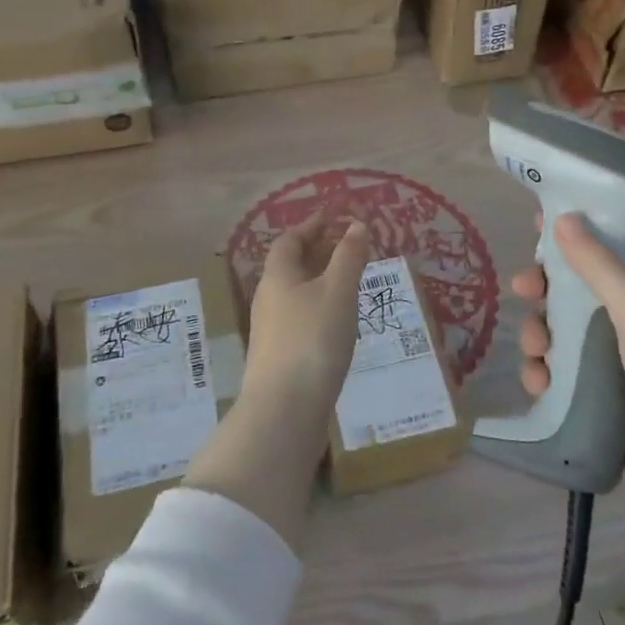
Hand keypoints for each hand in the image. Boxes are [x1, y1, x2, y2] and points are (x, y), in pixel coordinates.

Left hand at [243, 214, 371, 418]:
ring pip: (296, 292)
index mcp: (278, 276)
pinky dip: (319, 305)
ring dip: (320, 279)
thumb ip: (349, 256)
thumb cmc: (313, 339)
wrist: (284, 409)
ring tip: (349, 279)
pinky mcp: (280, 356)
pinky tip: (338, 319)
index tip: (334, 215)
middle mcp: (269, 298)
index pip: (290, 240)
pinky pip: (300, 316)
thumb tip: (356, 224)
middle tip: (347, 243)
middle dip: (318, 250)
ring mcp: (271, 329)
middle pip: (291, 265)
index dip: (312, 225)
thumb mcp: (338, 292)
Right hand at [513, 213, 624, 525]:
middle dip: (549, 290)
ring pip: (567, 334)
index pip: (615, 250)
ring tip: (535, 351)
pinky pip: (566, 375)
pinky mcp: (606, 402)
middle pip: (582, 292)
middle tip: (523, 290)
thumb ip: (600, 267)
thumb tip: (564, 217)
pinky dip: (547, 374)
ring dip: (542, 335)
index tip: (537, 228)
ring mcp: (622, 365)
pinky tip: (539, 384)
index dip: (579, 236)